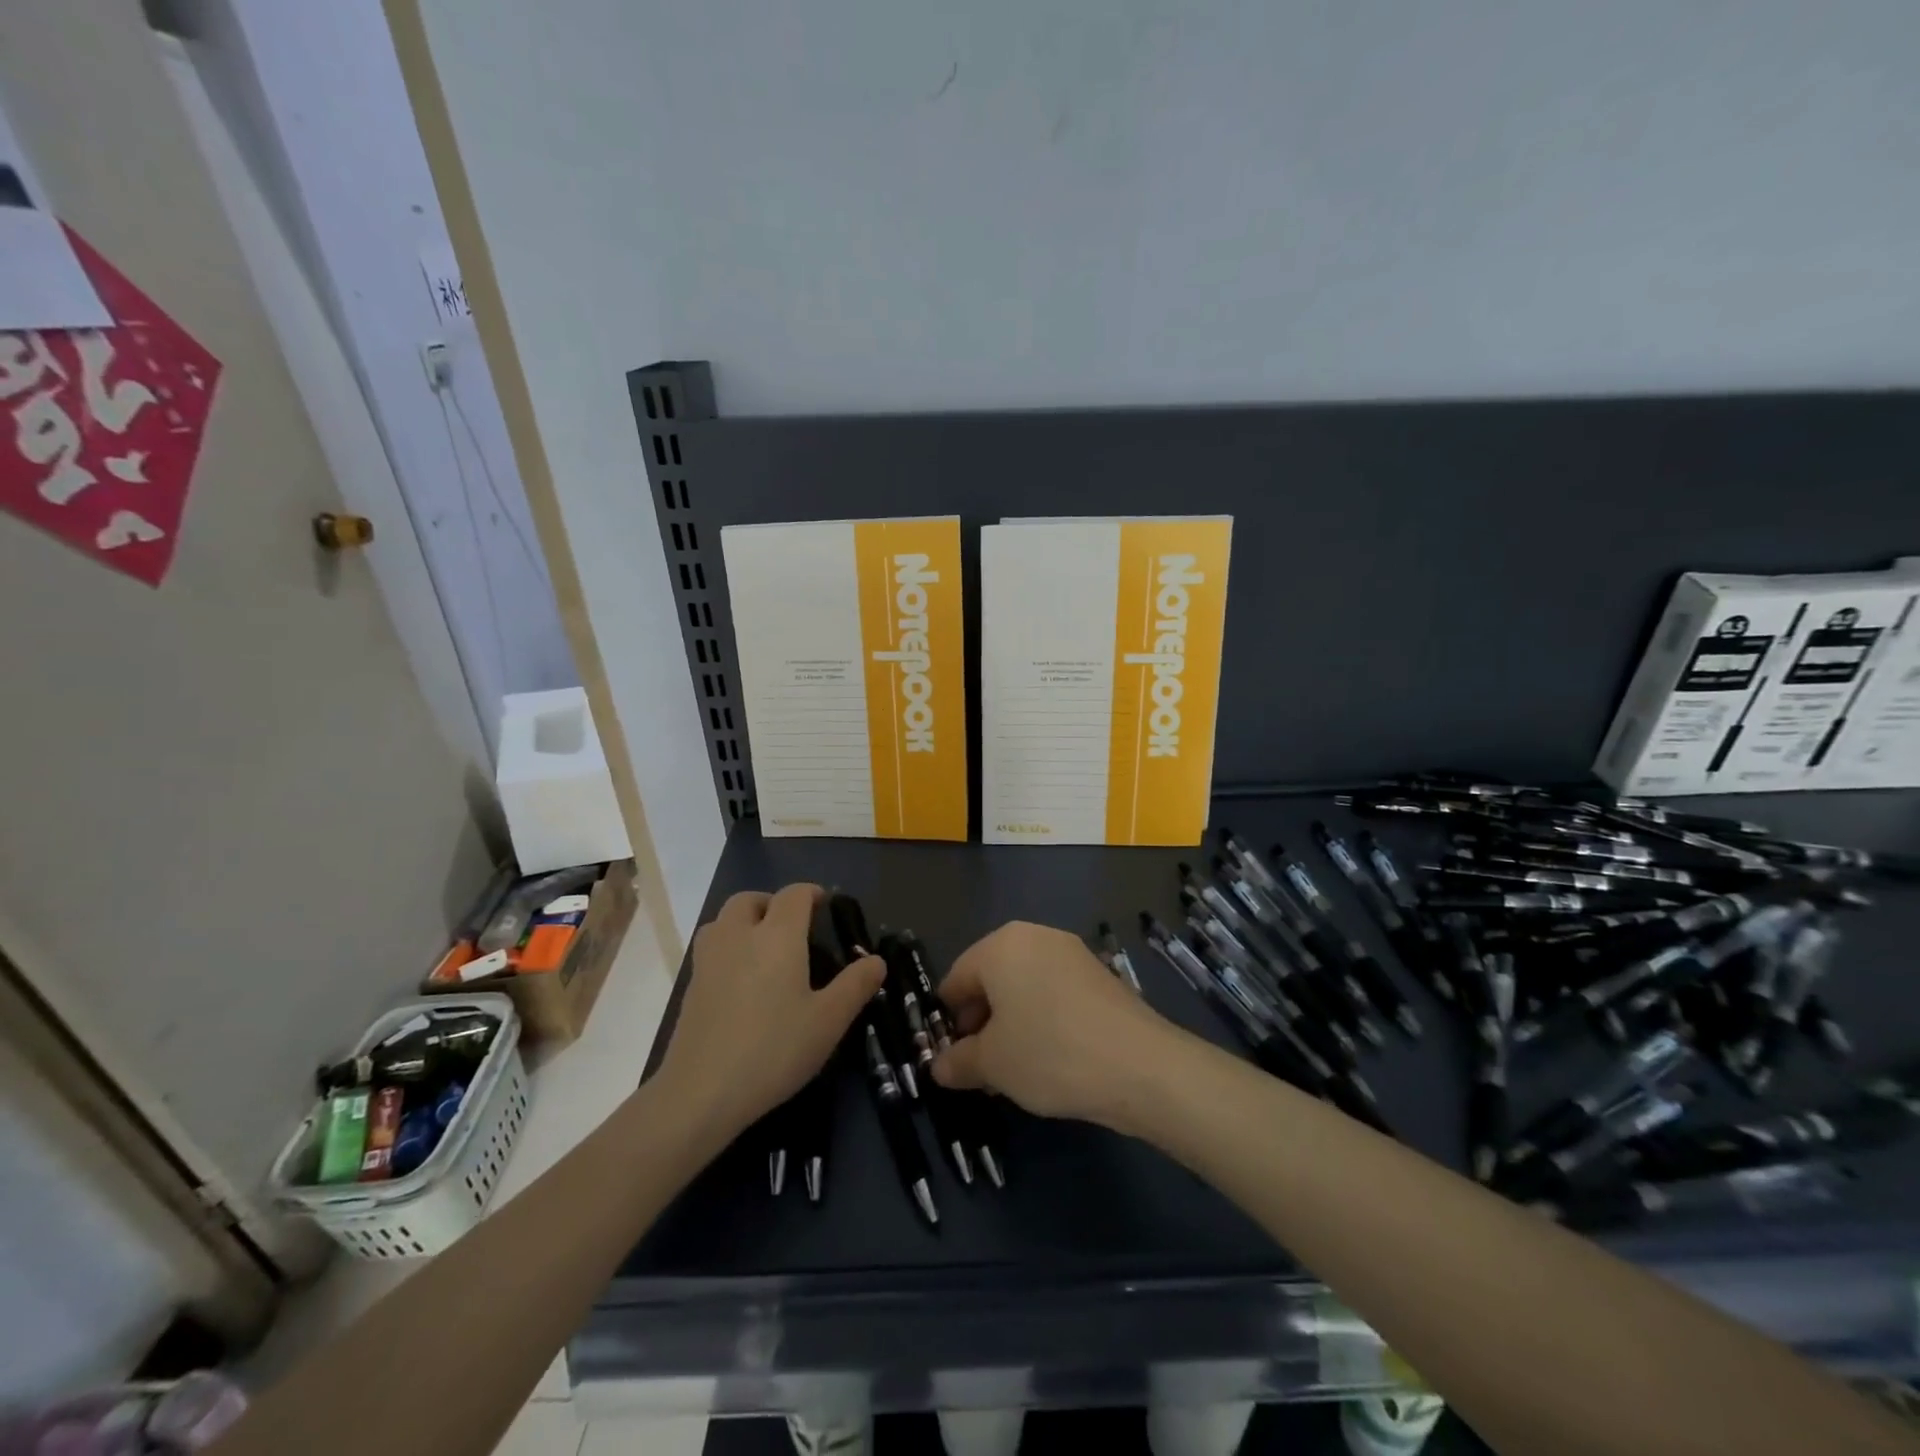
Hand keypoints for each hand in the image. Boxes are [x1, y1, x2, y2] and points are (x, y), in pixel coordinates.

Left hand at [655, 883, 883, 1141]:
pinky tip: (742, 982)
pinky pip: (711, 948)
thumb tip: (876, 960)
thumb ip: (855, 985)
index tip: (825, 905)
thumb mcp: (828, 1021)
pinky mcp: (690, 986)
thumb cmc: (774, 1049)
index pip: (793, 895)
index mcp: (777, 935)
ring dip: (745, 921)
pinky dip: (728, 948)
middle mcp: (739, 935)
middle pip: (750, 899)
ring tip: (764, 949)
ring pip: (723, 920)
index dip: (810, 893)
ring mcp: (709, 960)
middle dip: (772, 904)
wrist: (701, 1092)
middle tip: (793, 927)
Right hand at [932, 921, 1177, 1126]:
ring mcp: (1071, 952)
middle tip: (982, 1068)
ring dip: (1011, 1024)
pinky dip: (1042, 1019)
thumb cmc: (1050, 1053)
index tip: (952, 1059)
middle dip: (981, 1022)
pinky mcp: (1098, 974)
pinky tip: (1049, 1058)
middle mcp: (1034, 936)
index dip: (948, 1021)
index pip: (956, 979)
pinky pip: (1053, 992)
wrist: (1141, 1066)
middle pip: (991, 979)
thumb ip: (958, 1062)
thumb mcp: (992, 1064)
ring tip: (1015, 1070)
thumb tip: (940, 1067)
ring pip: (1023, 987)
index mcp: (1000, 945)